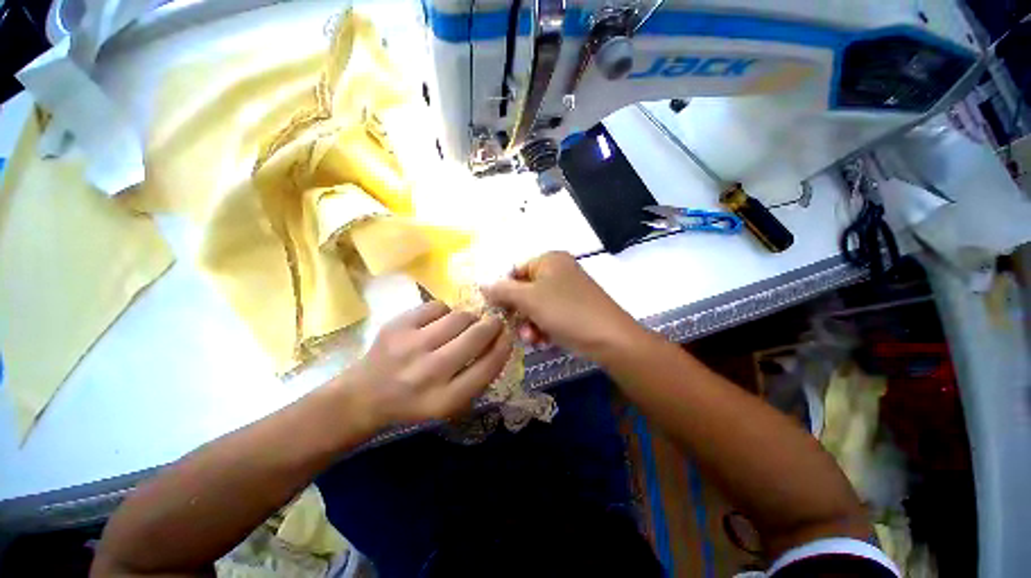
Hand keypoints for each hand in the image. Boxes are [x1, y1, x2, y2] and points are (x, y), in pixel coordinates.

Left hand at [340, 301, 512, 431]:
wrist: (364, 395)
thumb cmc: (414, 402)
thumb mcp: (450, 404)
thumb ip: (477, 377)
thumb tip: (500, 340)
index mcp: (445, 399)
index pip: (489, 365)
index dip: (504, 346)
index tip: (508, 335)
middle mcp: (430, 372)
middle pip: (477, 335)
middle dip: (492, 324)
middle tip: (492, 322)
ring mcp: (411, 345)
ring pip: (460, 316)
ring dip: (468, 319)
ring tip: (461, 326)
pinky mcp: (398, 325)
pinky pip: (438, 306)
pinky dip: (444, 312)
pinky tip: (436, 324)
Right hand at [482, 251, 646, 359]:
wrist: (610, 339)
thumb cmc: (566, 312)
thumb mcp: (529, 299)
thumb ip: (502, 290)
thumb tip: (482, 284)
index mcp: (549, 260)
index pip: (514, 271)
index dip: (503, 291)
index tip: (496, 311)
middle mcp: (559, 271)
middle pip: (525, 291)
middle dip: (519, 313)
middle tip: (518, 329)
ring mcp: (568, 291)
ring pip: (536, 306)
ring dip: (530, 324)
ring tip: (533, 339)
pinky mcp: (574, 309)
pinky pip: (550, 315)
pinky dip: (544, 328)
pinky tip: (545, 341)